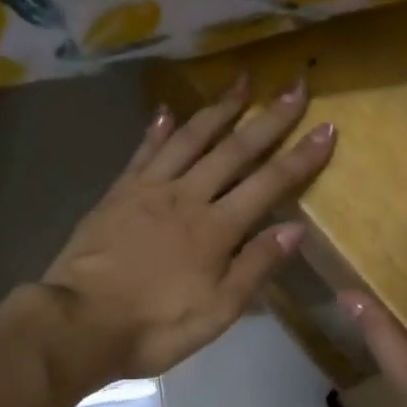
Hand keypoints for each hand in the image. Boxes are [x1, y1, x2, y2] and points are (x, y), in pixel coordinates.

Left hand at [39, 74, 335, 385]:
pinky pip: (144, 152)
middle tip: (294, 86)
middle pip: (234, 149)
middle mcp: (187, 196)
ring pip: (190, 139)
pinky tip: (167, 111)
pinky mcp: (118, 192)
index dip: (301, 157)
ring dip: (218, 108)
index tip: (327, 128)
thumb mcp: (217, 311)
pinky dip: (158, 129)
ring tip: (240, 81)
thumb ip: (256, 267)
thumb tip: (296, 229)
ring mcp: (149, 189)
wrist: (79, 322)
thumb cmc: (155, 325)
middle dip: (269, 117)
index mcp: (216, 228)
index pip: (269, 184)